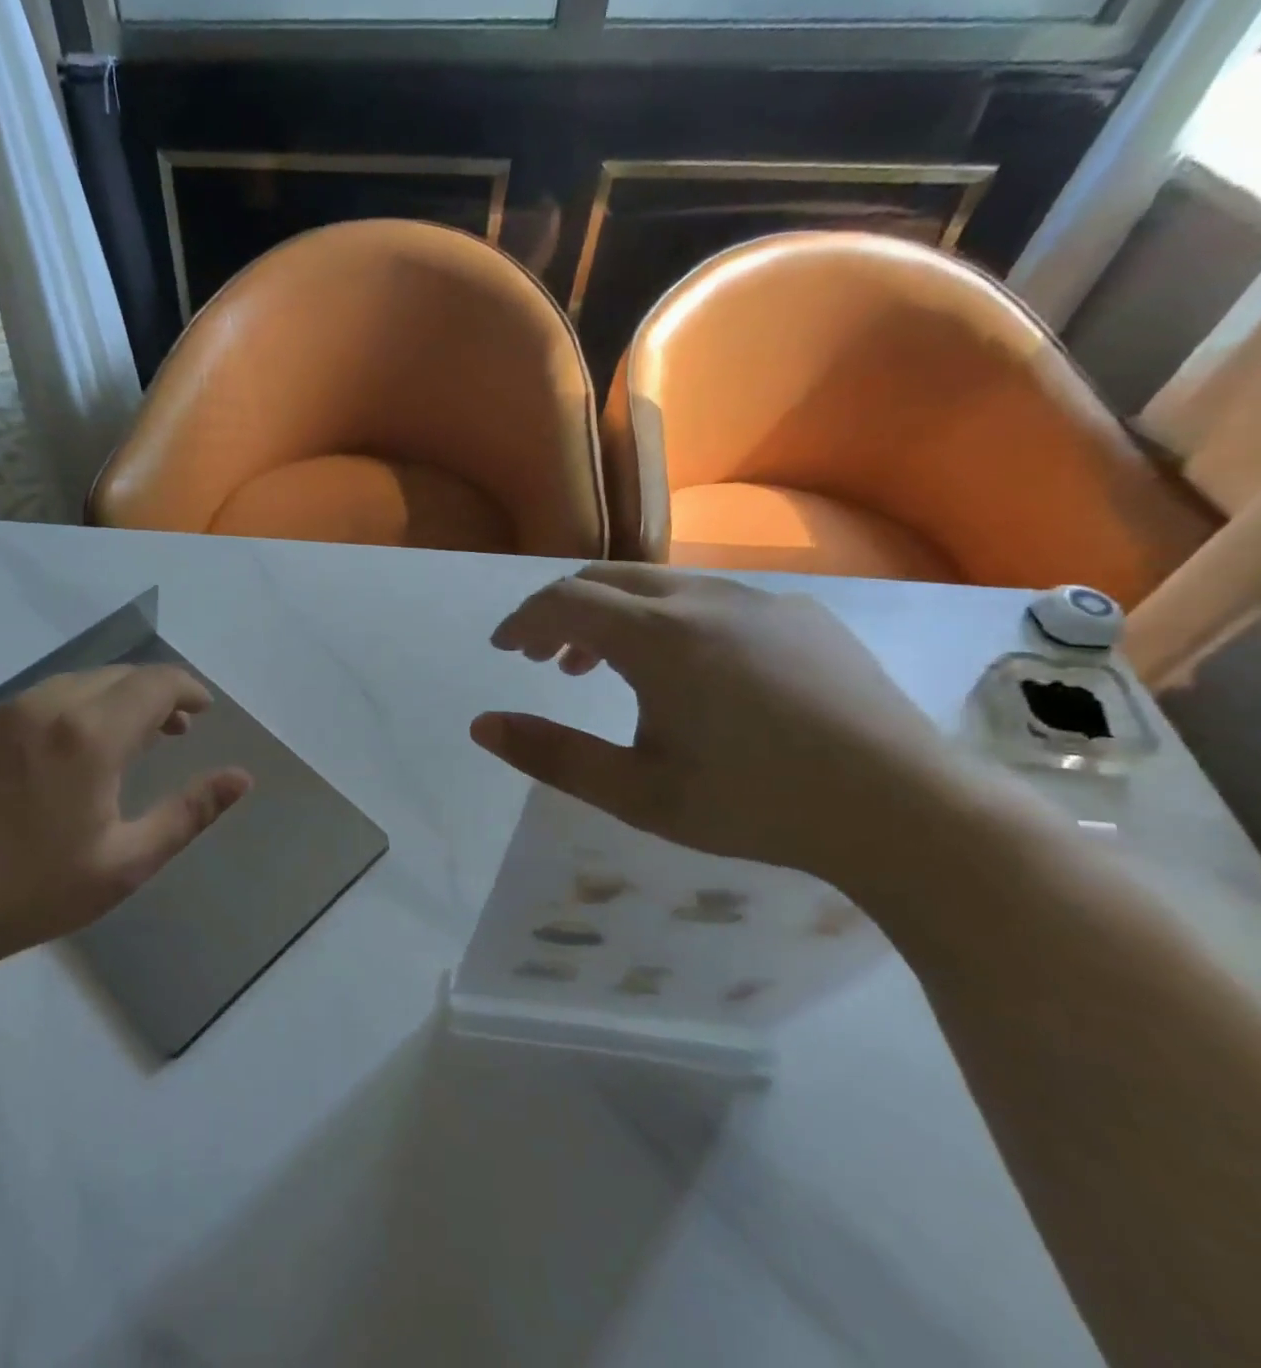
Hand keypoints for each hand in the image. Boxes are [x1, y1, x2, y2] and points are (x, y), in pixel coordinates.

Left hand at [0, 665, 251, 970]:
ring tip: (119, 740)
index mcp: (89, 735)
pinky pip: (28, 703)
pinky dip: (61, 713)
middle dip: (153, 695)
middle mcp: (44, 705)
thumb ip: (189, 813)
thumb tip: (241, 777)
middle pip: (116, 676)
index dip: (187, 690)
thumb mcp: (125, 863)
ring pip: (71, 684)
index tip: (203, 712)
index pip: (155, 682)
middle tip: (172, 731)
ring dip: (108, 700)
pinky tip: (55, 757)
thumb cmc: (31, 892)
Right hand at [472, 564, 973, 890]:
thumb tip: (481, 725)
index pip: (564, 602)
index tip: (503, 650)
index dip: (523, 621)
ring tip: (603, 668)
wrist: (908, 811)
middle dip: (562, 611)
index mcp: (659, 637)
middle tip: (543, 657)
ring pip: (660, 586)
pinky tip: (687, 672)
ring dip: (615, 616)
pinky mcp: (802, 614)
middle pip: (607, 579)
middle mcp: (705, 599)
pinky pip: (712, 599)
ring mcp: (760, 600)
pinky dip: (669, 620)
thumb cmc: (756, 805)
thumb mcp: (636, 793)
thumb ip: (552, 755)